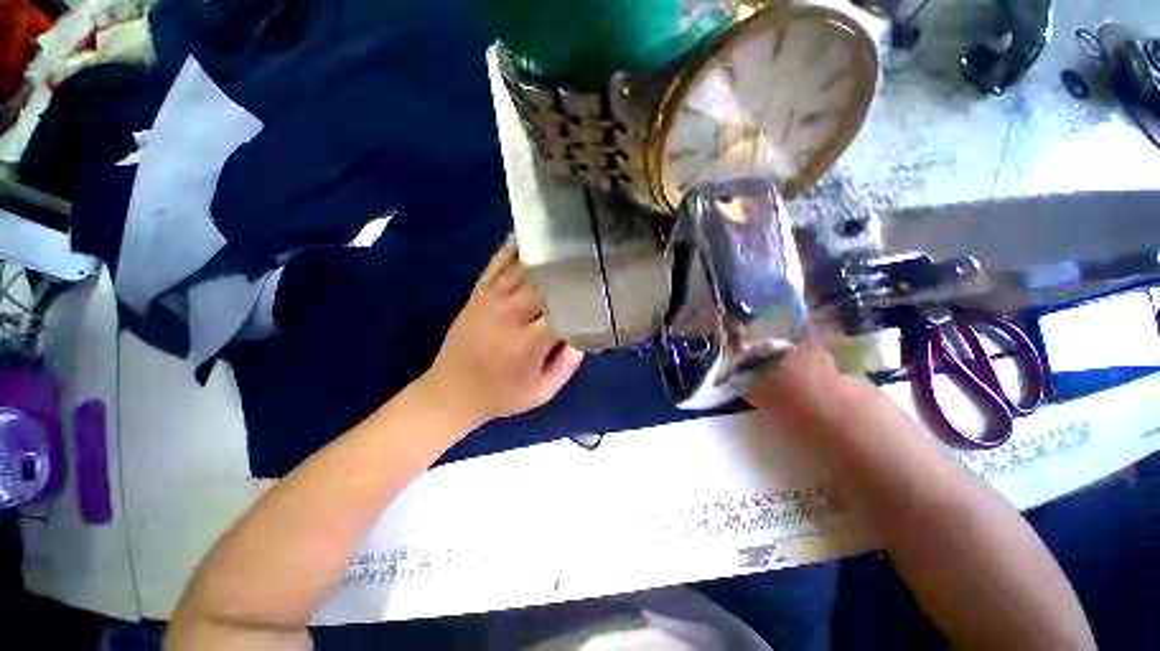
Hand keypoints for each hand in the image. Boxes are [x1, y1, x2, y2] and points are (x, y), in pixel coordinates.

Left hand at [418, 236, 583, 428]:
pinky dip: (511, 247)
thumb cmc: (501, 396)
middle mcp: (511, 315)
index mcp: (529, 342)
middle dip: (568, 269)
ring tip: (566, 237)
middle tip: (589, 256)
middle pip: (545, 283)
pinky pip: (496, 264)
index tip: (599, 286)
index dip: (582, 296)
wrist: (451, 392)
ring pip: (523, 269)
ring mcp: (491, 300)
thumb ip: (567, 366)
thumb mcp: (541, 393)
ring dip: (545, 254)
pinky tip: (525, 233)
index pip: (563, 310)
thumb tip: (583, 336)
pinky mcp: (477, 293)